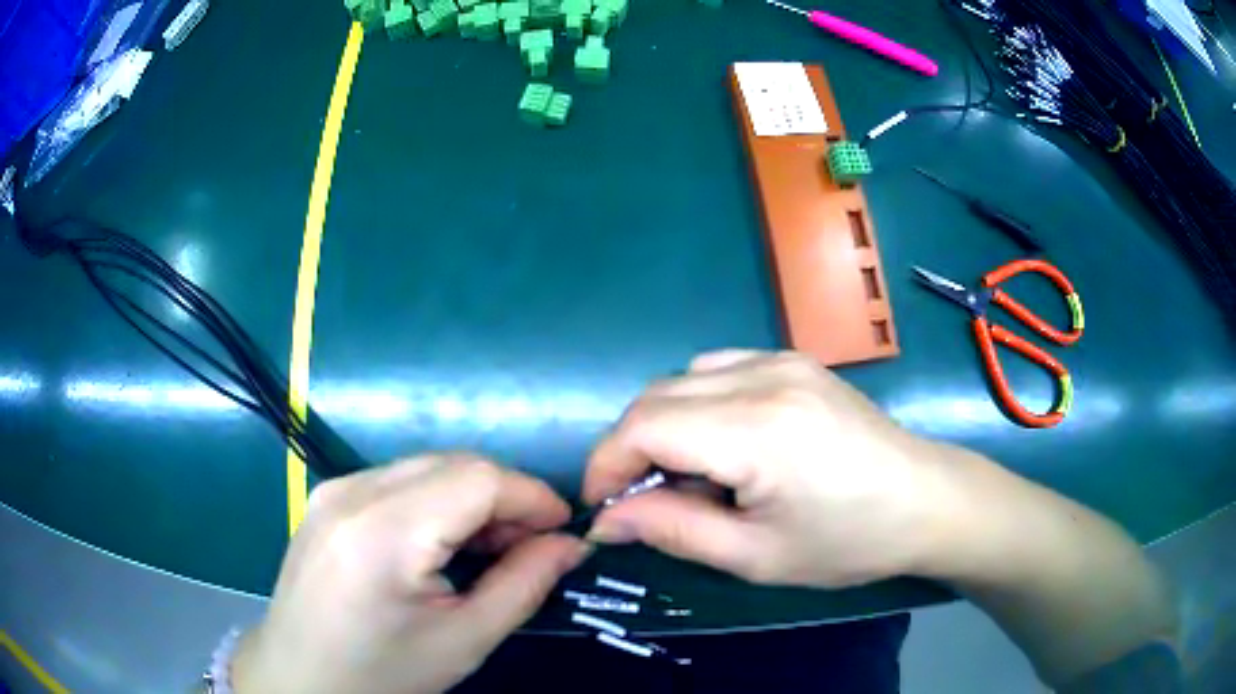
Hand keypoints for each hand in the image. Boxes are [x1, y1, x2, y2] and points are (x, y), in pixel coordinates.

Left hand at [232, 455, 589, 693]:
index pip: (477, 479)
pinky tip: (445, 543)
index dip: (532, 496)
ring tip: (494, 547)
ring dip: (473, 498)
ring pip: (427, 468)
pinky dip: (437, 502)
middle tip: (533, 544)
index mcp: (382, 531)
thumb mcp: (463, 641)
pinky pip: (399, 481)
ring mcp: (333, 488)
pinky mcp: (327, 497)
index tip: (567, 529)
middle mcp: (352, 491)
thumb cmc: (381, 675)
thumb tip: (571, 544)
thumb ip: (523, 585)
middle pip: (453, 464)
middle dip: (505, 496)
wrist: (300, 680)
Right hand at [584, 350, 958, 588]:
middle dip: (627, 448)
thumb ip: (674, 530)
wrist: (925, 499)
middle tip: (638, 501)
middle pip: (655, 396)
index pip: (644, 427)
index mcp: (757, 430)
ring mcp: (782, 359)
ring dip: (660, 424)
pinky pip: (718, 368)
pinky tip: (720, 441)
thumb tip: (608, 519)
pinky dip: (695, 403)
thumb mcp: (756, 556)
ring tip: (682, 475)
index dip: (607, 465)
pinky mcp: (795, 359)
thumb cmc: (848, 541)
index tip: (603, 508)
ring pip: (682, 378)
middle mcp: (763, 377)